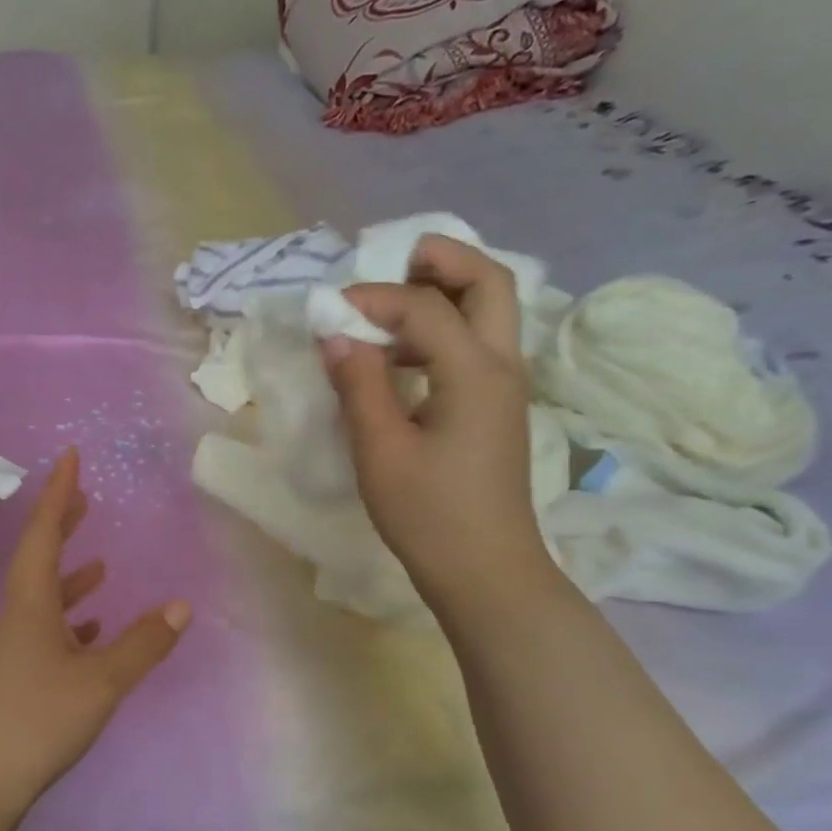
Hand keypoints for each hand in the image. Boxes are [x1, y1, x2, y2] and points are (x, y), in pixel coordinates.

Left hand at [0, 448, 190, 814]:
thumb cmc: (39, 718)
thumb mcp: (102, 680)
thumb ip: (144, 643)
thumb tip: (183, 605)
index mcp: (32, 603)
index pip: (44, 533)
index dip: (59, 493)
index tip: (70, 457)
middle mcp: (19, 616)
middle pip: (39, 557)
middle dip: (62, 525)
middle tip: (85, 499)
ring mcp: (15, 647)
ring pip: (45, 597)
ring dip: (70, 575)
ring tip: (98, 564)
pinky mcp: (19, 675)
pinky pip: (48, 631)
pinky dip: (71, 620)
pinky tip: (91, 630)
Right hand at [319, 234, 550, 609]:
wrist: (484, 570)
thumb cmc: (429, 515)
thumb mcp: (381, 450)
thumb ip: (359, 385)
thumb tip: (335, 334)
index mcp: (474, 374)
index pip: (424, 308)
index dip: (372, 299)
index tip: (327, 313)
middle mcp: (502, 366)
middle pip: (488, 282)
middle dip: (441, 260)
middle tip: (390, 260)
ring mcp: (505, 387)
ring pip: (490, 310)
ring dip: (443, 291)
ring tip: (388, 302)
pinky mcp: (494, 407)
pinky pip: (476, 343)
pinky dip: (442, 328)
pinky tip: (401, 354)